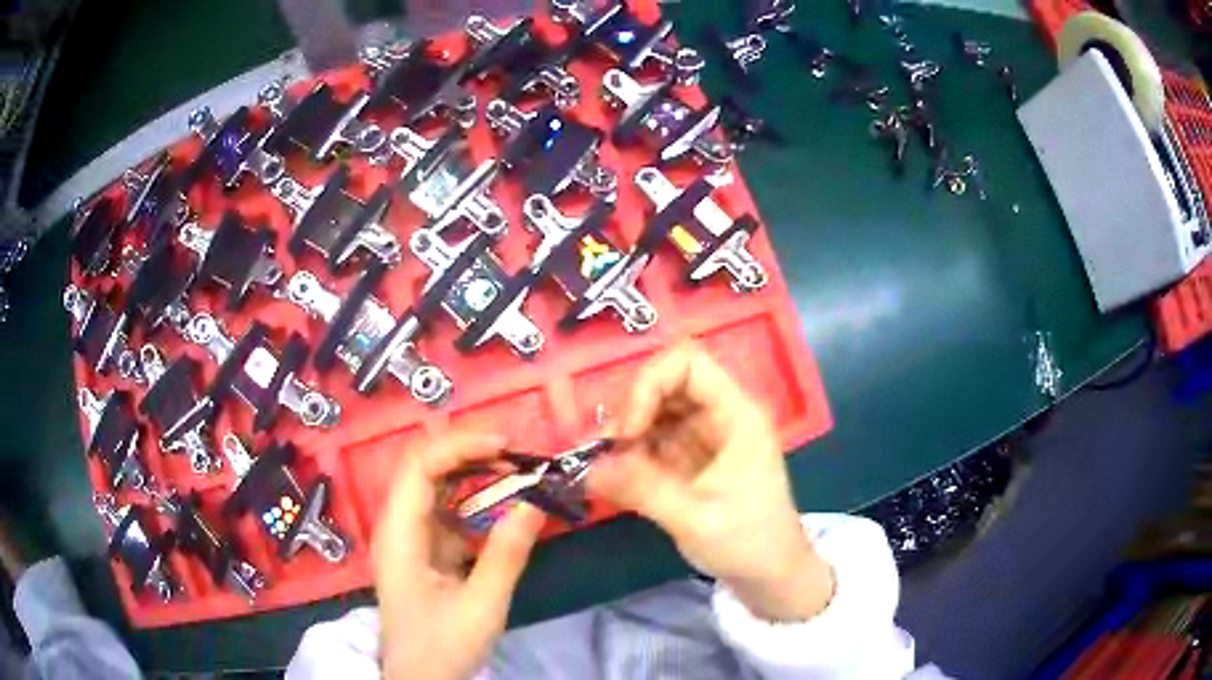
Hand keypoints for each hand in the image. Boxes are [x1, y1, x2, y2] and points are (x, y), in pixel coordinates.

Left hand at [373, 433, 545, 679]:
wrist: (419, 678)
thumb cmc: (443, 646)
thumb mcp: (482, 606)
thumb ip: (507, 554)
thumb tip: (535, 503)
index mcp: (399, 535)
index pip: (419, 467)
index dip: (459, 446)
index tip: (506, 446)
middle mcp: (396, 526)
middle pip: (424, 468)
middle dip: (470, 453)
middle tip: (518, 456)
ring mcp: (407, 537)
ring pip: (435, 486)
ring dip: (474, 473)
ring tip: (516, 471)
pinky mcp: (422, 549)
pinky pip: (445, 511)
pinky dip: (474, 500)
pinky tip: (501, 503)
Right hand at [588, 344, 834, 621]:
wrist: (771, 575)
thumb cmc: (748, 543)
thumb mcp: (696, 520)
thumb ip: (643, 490)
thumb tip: (588, 469)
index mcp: (737, 415)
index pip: (688, 363)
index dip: (650, 384)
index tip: (628, 432)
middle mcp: (720, 416)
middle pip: (666, 383)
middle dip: (631, 411)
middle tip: (607, 453)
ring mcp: (704, 437)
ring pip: (655, 411)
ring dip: (626, 435)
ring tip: (606, 470)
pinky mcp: (691, 459)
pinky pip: (653, 441)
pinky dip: (631, 455)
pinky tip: (616, 480)